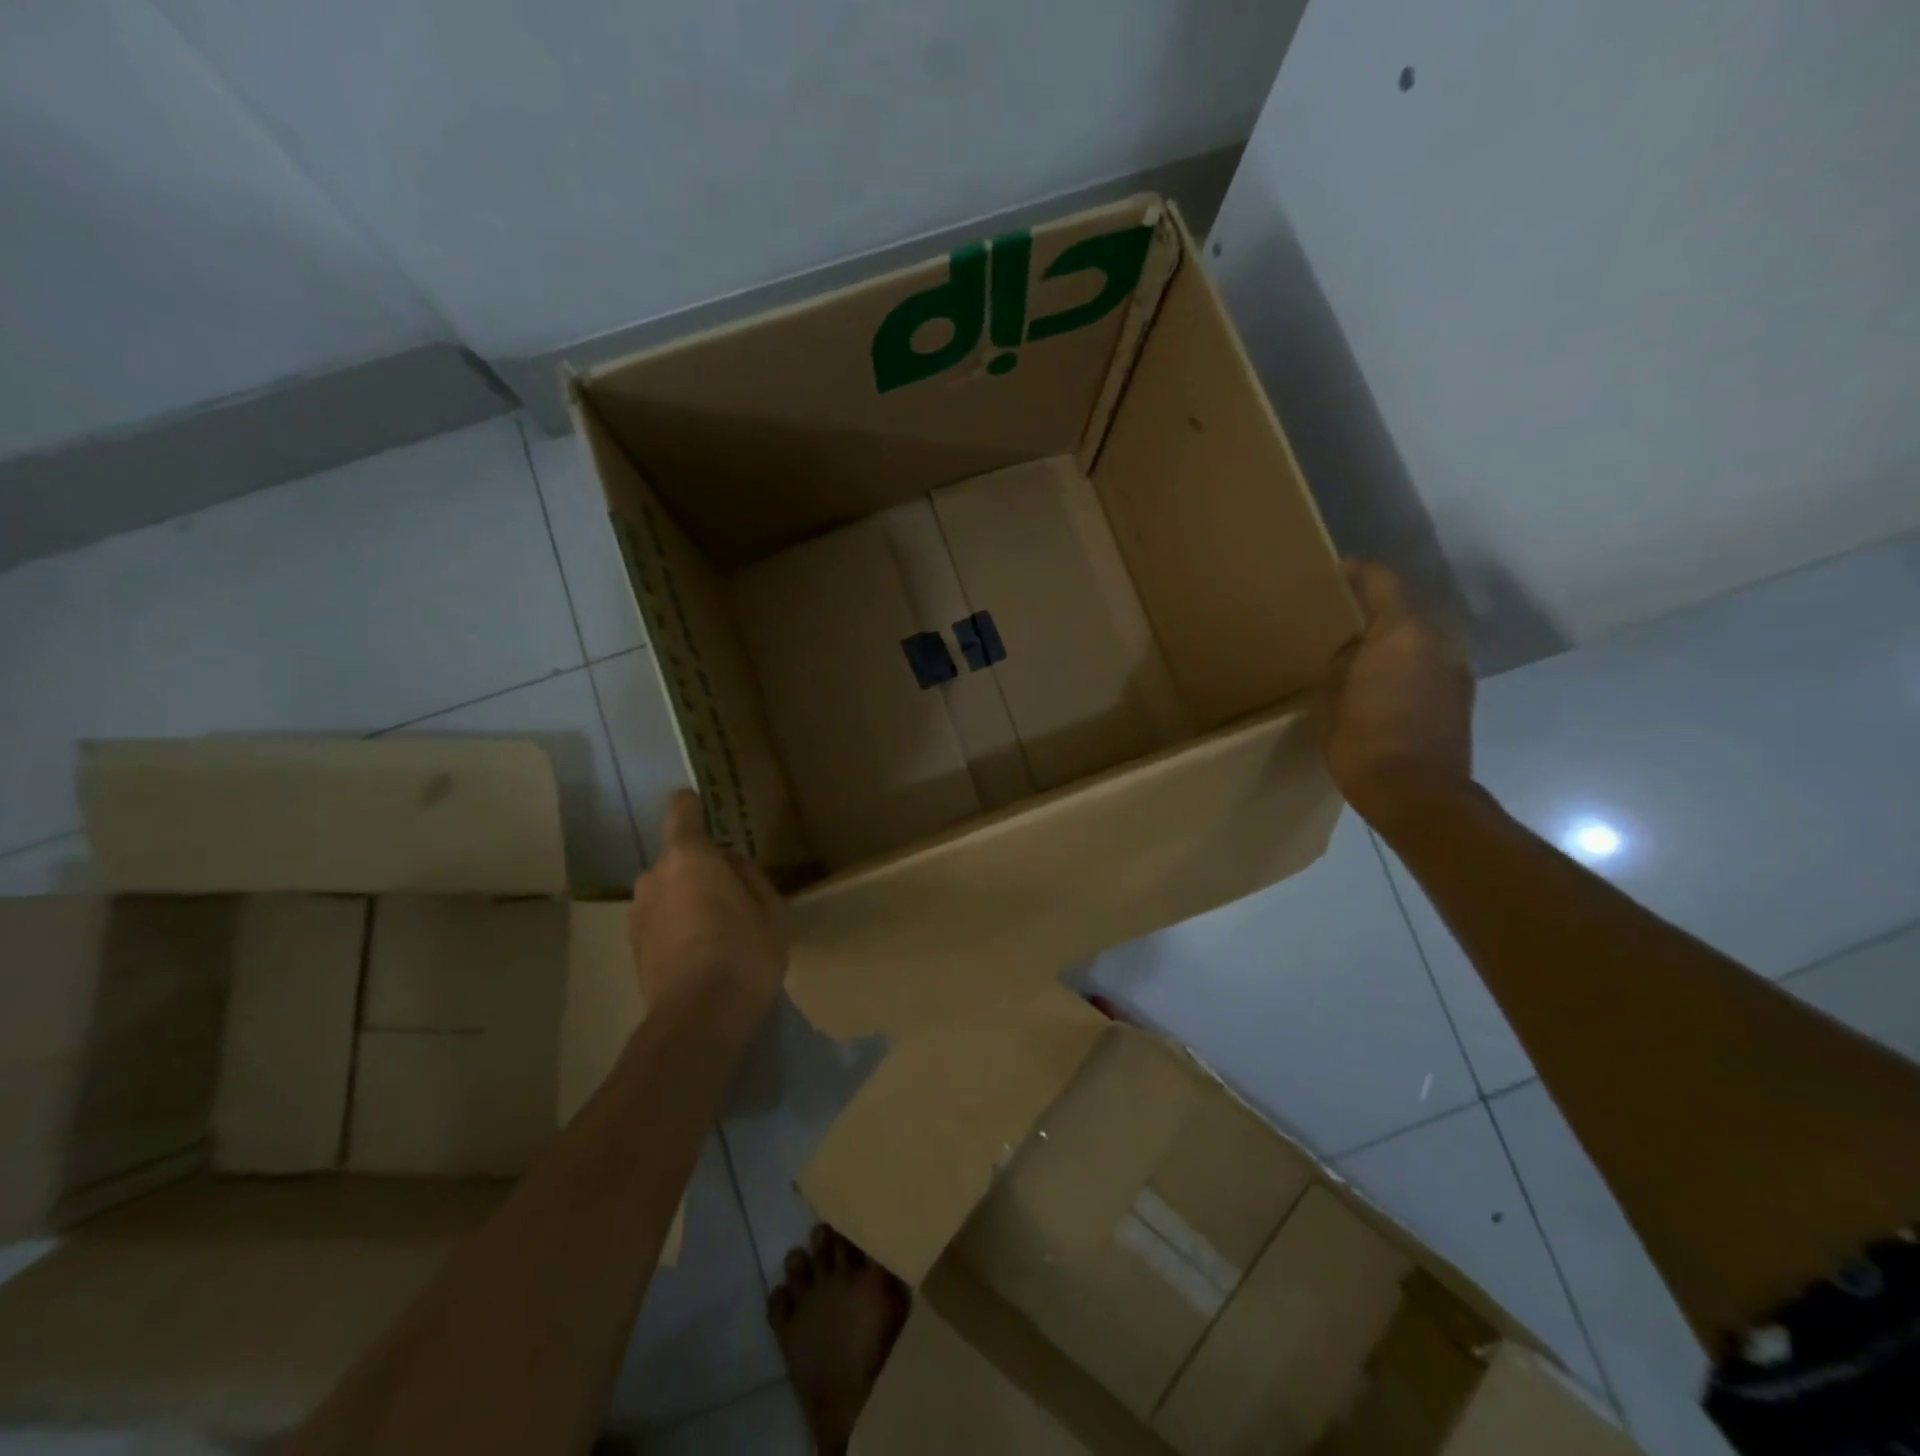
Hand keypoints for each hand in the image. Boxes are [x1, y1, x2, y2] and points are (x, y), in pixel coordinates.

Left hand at [628, 791, 788, 1023]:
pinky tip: (700, 954)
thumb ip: (748, 875)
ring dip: (686, 901)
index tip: (702, 806)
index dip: (692, 806)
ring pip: (667, 892)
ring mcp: (638, 914)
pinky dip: (676, 928)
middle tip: (731, 896)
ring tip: (716, 932)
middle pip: (678, 859)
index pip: (681, 811)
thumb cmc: (745, 951)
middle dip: (700, 869)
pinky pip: (660, 921)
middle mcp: (654, 877)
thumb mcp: (769, 908)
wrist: (699, 1019)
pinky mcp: (633, 948)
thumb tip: (729, 864)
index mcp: (689, 857)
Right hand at [1314, 560, 1476, 832]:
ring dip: (1391, 640)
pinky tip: (1382, 685)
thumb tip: (1353, 651)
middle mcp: (1436, 640)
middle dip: (1372, 611)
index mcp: (1400, 632)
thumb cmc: (1363, 742)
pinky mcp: (1461, 695)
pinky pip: (1428, 663)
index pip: (1381, 581)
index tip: (1333, 573)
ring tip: (1359, 656)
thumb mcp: (1331, 698)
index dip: (1356, 572)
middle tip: (1338, 623)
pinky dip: (1406, 663)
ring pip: (1418, 638)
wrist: (1418, 794)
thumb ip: (1341, 662)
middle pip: (1403, 608)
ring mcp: (1455, 667)